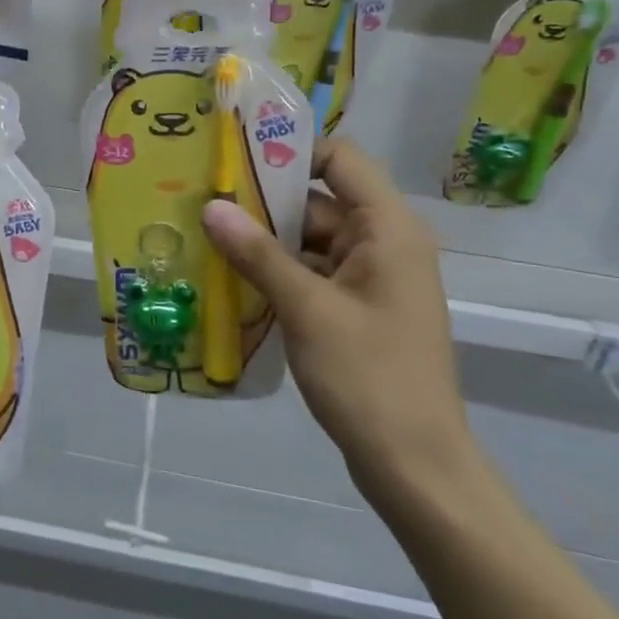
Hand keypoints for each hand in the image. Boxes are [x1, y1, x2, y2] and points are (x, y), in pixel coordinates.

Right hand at [201, 140, 474, 505]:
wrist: (415, 465)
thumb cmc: (368, 377)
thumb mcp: (307, 309)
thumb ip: (257, 254)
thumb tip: (211, 206)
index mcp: (388, 229)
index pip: (341, 159)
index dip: (290, 152)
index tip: (235, 162)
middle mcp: (385, 244)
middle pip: (320, 203)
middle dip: (263, 204)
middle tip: (203, 203)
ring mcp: (372, 281)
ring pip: (311, 243)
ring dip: (265, 245)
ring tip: (205, 239)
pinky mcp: (359, 311)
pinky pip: (314, 276)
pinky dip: (278, 276)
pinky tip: (232, 282)